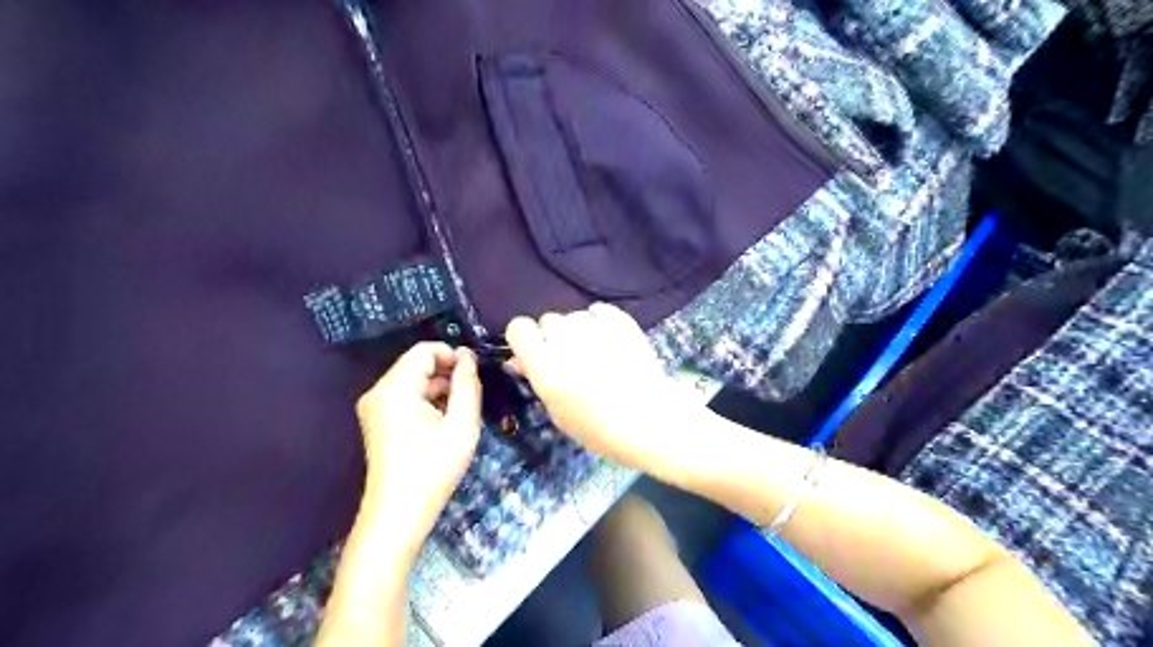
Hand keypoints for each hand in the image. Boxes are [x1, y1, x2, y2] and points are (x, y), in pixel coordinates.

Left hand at [351, 344, 478, 535]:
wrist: (397, 516)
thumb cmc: (433, 470)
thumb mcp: (461, 426)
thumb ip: (467, 386)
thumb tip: (468, 358)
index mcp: (395, 389)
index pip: (424, 351)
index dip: (452, 355)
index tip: (474, 374)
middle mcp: (378, 392)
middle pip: (417, 365)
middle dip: (447, 375)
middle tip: (471, 398)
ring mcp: (374, 407)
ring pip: (413, 382)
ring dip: (439, 390)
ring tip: (460, 414)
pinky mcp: (377, 421)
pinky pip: (406, 397)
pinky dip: (427, 402)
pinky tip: (443, 424)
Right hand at [506, 301, 708, 474]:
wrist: (650, 418)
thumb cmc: (598, 427)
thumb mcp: (557, 412)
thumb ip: (537, 379)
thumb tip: (519, 360)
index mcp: (543, 363)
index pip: (519, 327)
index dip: (525, 339)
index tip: (535, 353)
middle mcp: (564, 338)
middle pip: (548, 321)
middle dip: (554, 338)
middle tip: (571, 361)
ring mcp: (594, 325)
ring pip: (574, 316)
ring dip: (579, 331)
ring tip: (597, 354)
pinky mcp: (619, 319)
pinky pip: (598, 310)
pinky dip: (600, 321)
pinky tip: (611, 342)